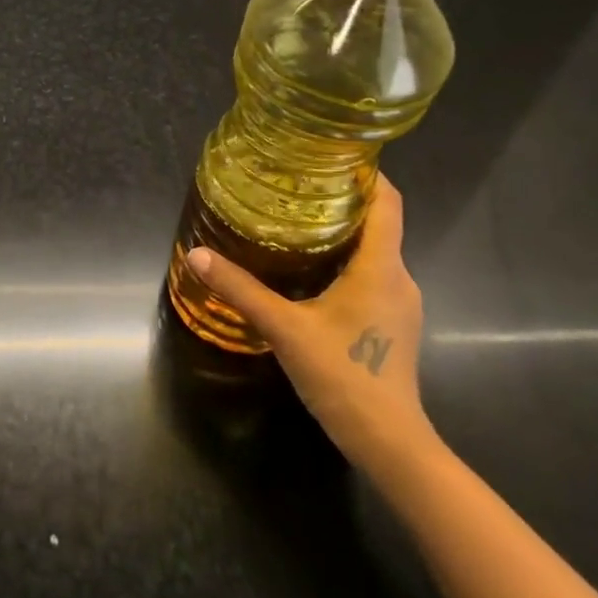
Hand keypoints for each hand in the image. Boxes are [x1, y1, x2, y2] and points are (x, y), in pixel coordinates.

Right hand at [186, 179, 432, 470]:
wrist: (389, 443)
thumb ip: (241, 289)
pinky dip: (345, 263)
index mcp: (381, 267)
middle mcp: (399, 277)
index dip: (367, 173)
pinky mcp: (392, 325)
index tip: (332, 154)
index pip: (387, 202)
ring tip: (296, 223)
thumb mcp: (284, 328)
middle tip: (296, 186)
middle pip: (378, 224)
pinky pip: (372, 277)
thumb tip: (197, 254)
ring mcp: (400, 304)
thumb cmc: (344, 376)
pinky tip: (310, 274)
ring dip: (341, 234)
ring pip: (374, 253)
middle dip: (341, 201)